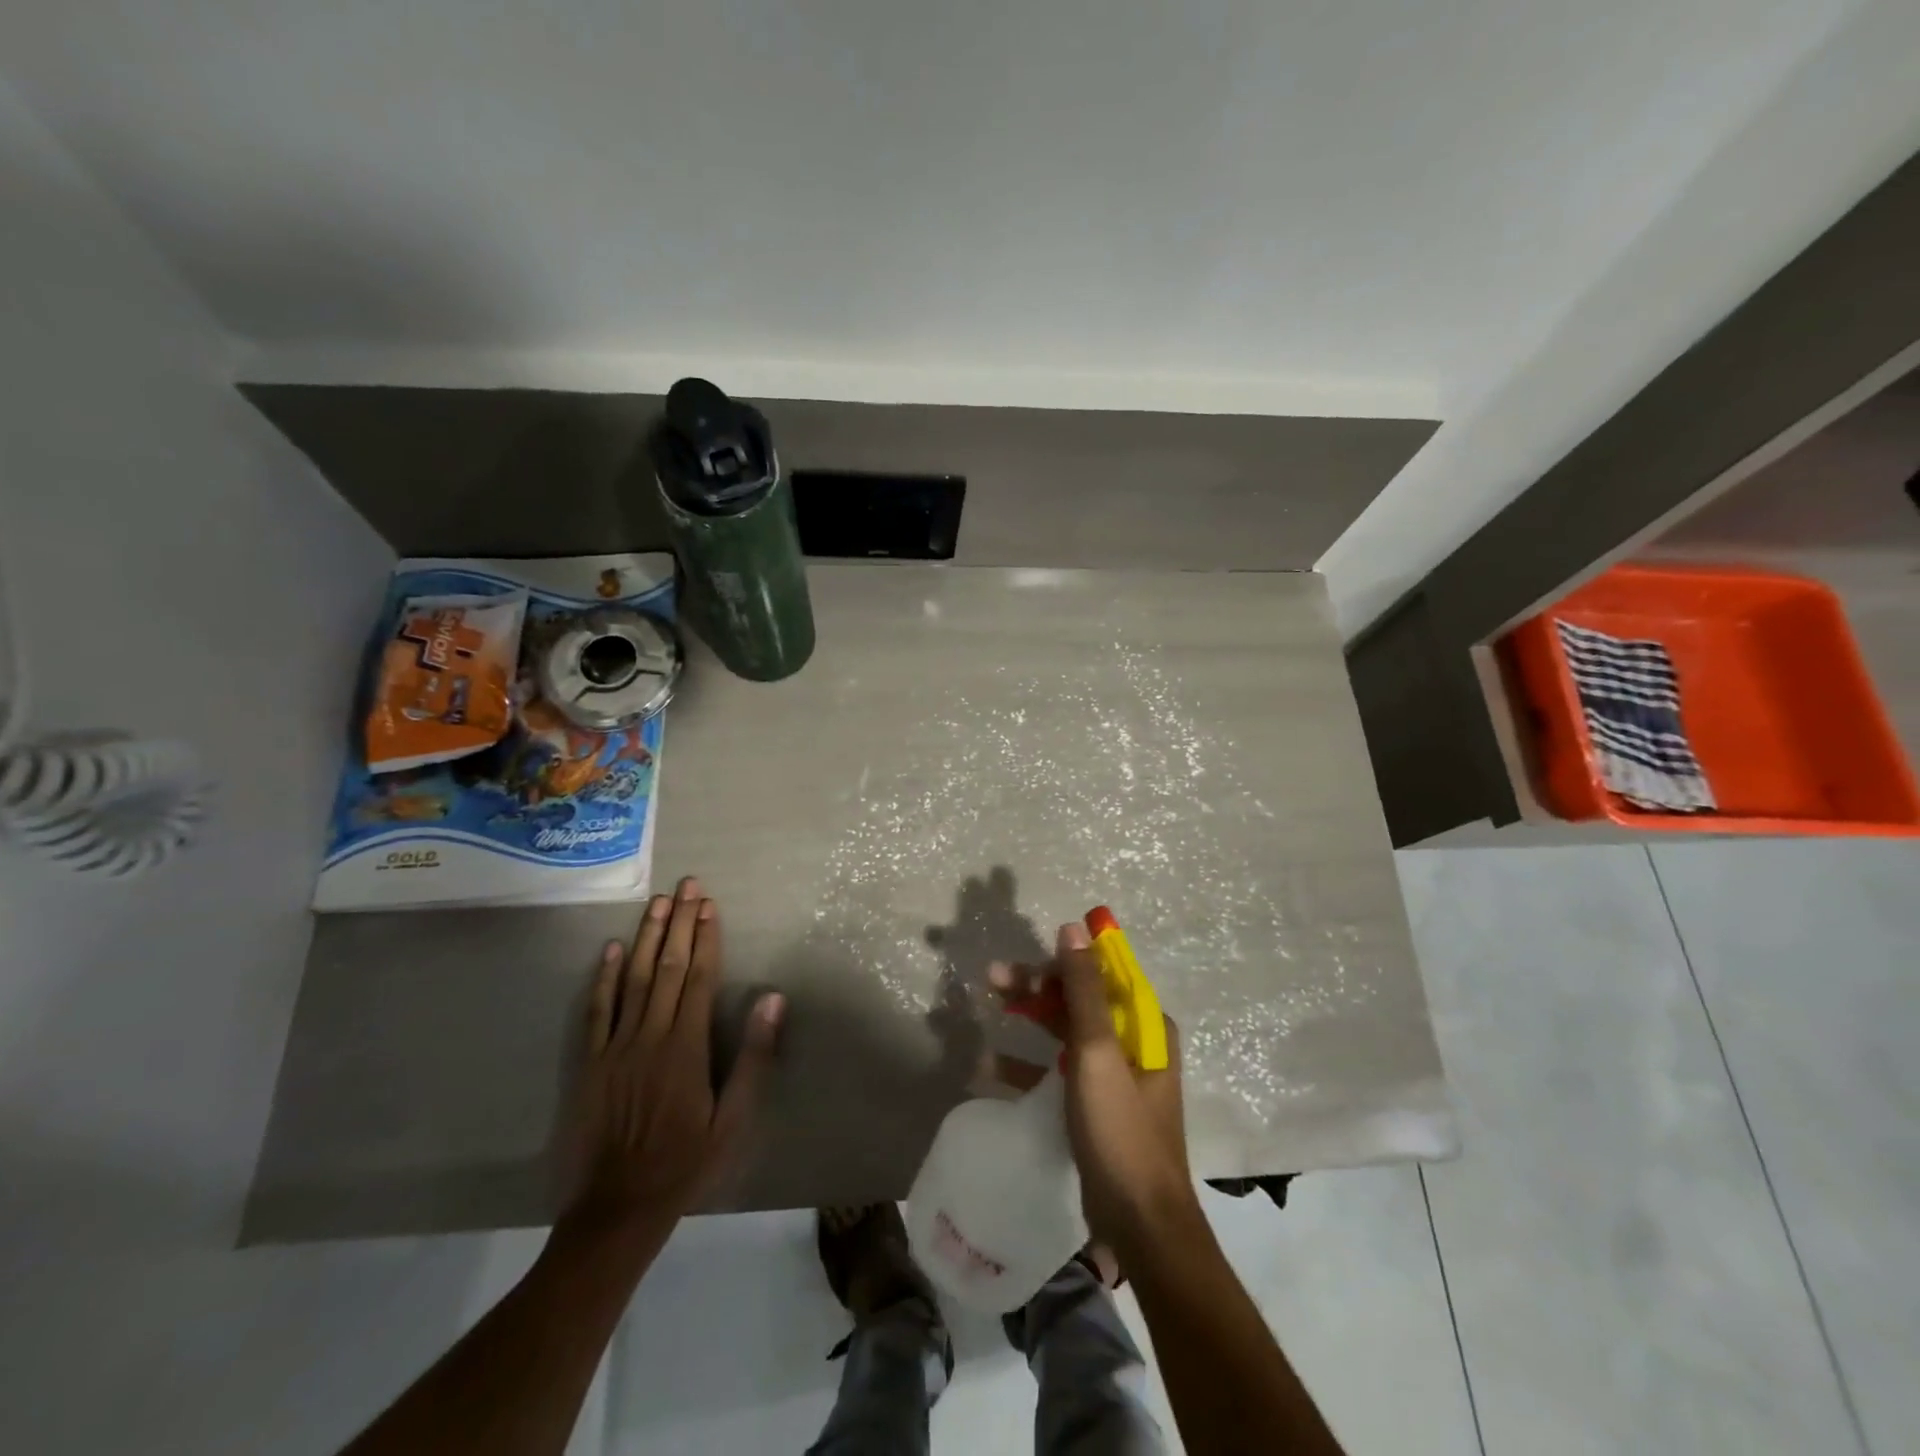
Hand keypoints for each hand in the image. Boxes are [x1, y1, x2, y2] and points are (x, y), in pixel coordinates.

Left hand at [564, 877, 785, 1240]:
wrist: (617, 1208)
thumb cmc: (686, 1162)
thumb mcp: (734, 1119)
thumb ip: (753, 1057)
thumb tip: (771, 999)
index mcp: (686, 1046)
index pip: (698, 977)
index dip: (705, 938)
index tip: (709, 905)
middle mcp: (650, 1035)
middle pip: (667, 967)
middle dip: (679, 923)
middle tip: (687, 885)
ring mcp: (615, 1047)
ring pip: (632, 979)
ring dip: (646, 937)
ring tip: (657, 902)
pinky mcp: (589, 1063)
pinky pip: (596, 1011)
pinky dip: (604, 978)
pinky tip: (611, 950)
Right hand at [991, 921, 1197, 1259]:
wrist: (1141, 1226)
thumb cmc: (1121, 1131)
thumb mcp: (1098, 1053)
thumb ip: (1083, 989)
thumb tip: (1075, 927)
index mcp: (1144, 1025)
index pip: (1099, 973)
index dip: (1059, 961)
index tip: (1021, 961)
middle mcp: (1133, 1043)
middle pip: (1079, 999)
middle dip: (1036, 985)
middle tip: (991, 978)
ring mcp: (1114, 1076)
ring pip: (1066, 1030)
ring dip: (1030, 1017)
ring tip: (990, 1006)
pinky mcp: (1095, 1106)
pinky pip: (1058, 1070)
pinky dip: (1028, 1065)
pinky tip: (990, 1066)